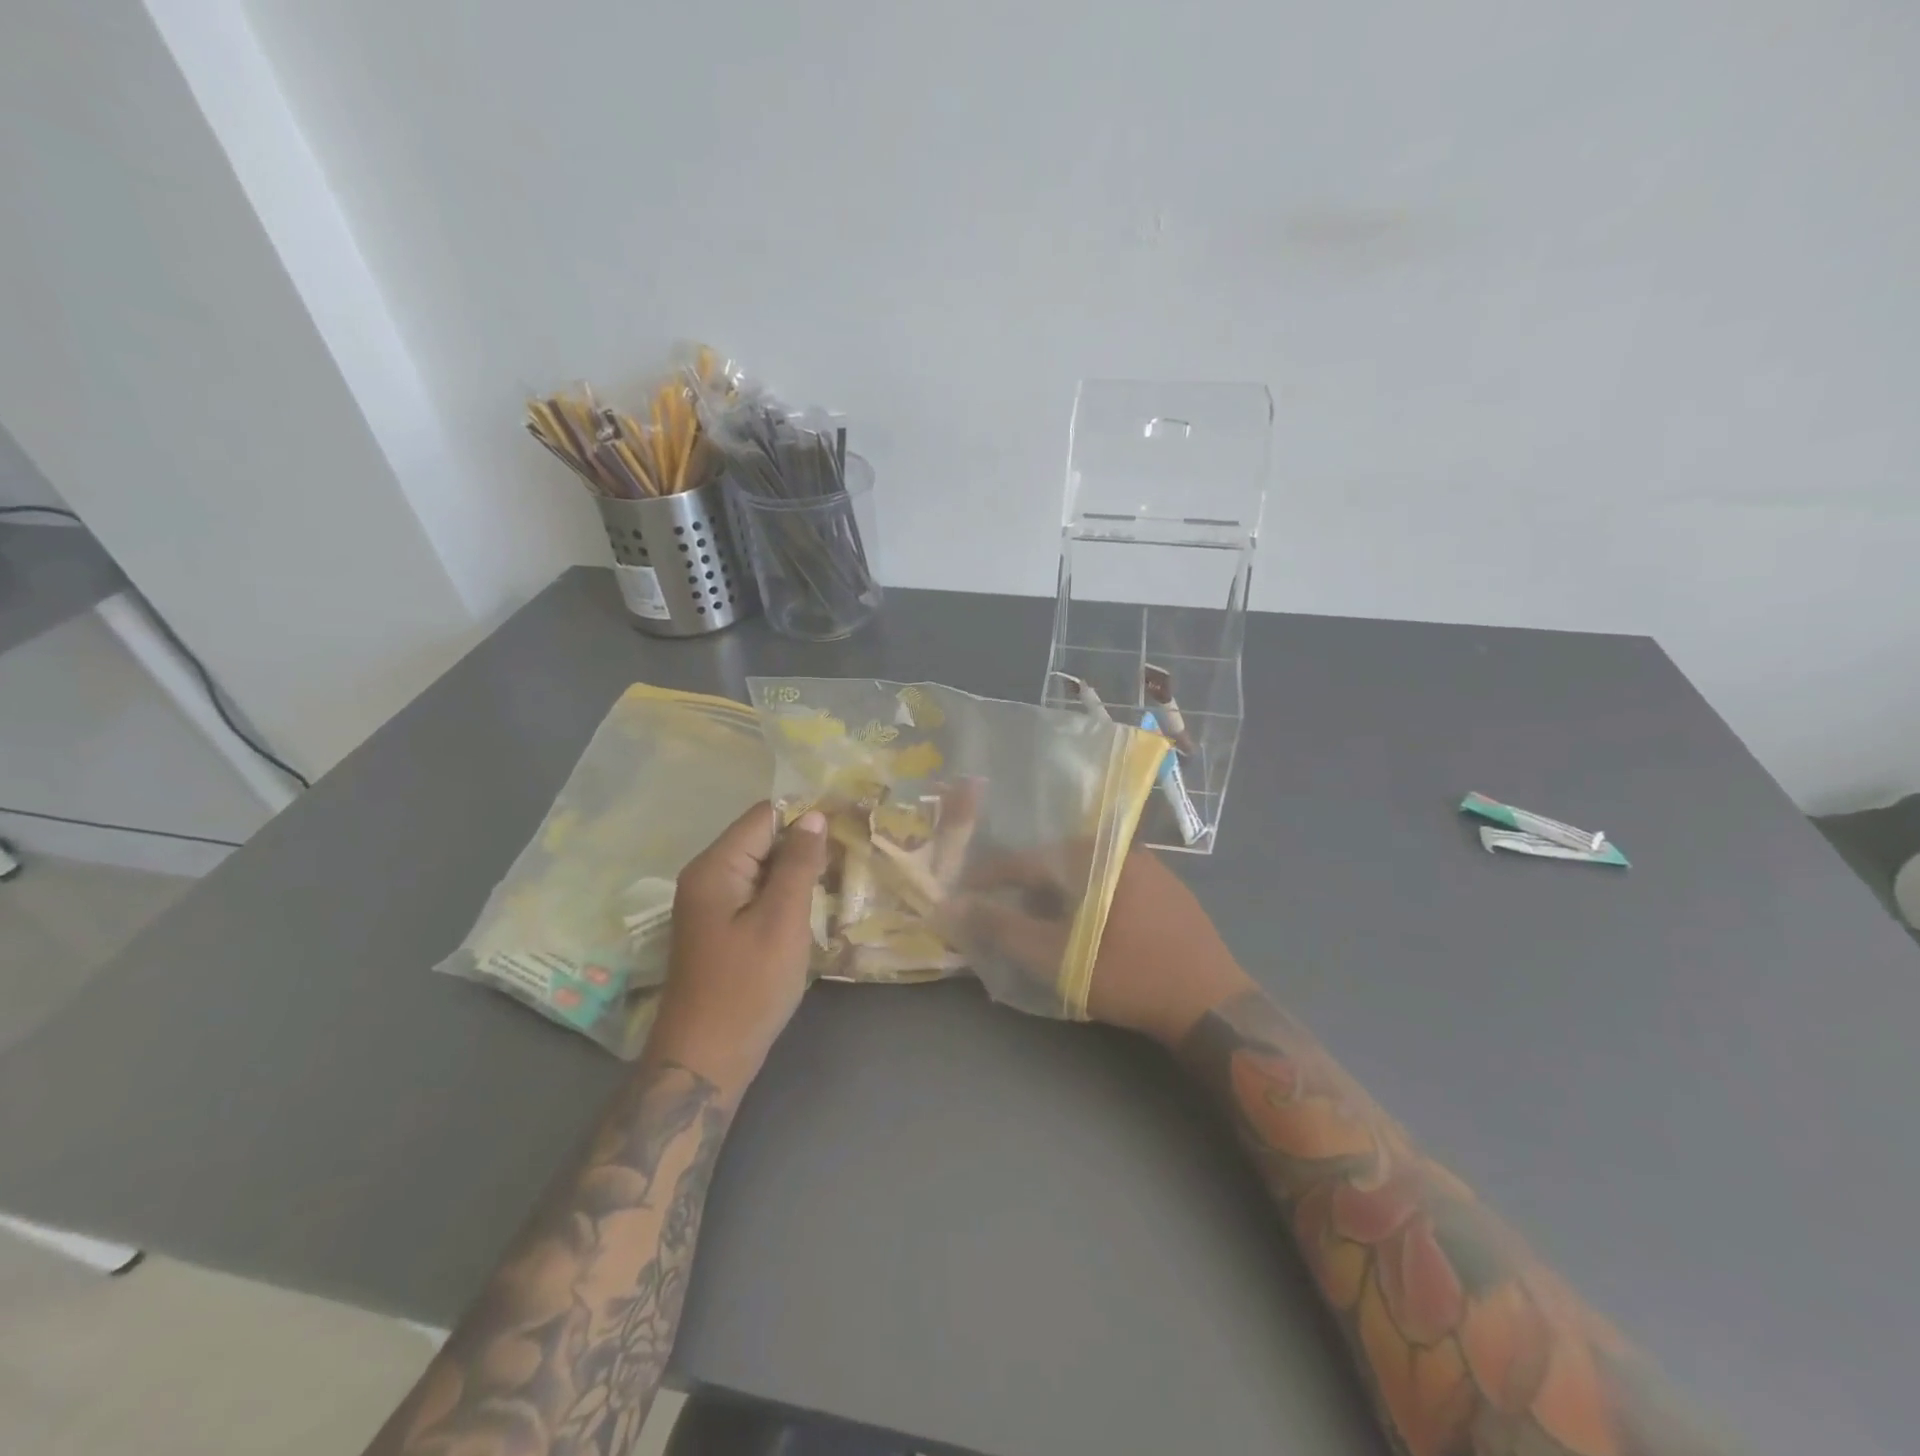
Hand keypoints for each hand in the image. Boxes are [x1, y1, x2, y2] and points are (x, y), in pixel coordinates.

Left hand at [646, 801, 827, 1095]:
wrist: (706, 1059)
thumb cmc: (747, 987)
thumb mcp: (781, 921)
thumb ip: (798, 864)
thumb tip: (814, 815)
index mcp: (715, 867)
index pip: (764, 816)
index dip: (806, 814)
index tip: (849, 821)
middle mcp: (707, 877)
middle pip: (762, 838)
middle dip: (805, 842)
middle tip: (852, 851)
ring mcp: (711, 904)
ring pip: (762, 867)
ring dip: (798, 869)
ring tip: (842, 874)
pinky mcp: (720, 927)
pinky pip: (756, 893)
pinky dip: (784, 893)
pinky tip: (814, 904)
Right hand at [955, 847, 1253, 1046]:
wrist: (1214, 1007)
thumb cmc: (1132, 976)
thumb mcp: (1059, 956)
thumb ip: (1003, 928)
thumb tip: (952, 905)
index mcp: (1099, 857)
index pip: (1029, 858)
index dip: (990, 877)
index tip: (963, 894)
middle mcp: (1125, 853)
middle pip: (1056, 864)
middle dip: (1022, 889)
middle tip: (998, 914)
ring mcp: (1152, 872)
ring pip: (1085, 878)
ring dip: (1054, 898)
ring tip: (1035, 926)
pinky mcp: (1169, 896)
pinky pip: (1111, 889)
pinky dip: (1085, 904)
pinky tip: (1082, 932)